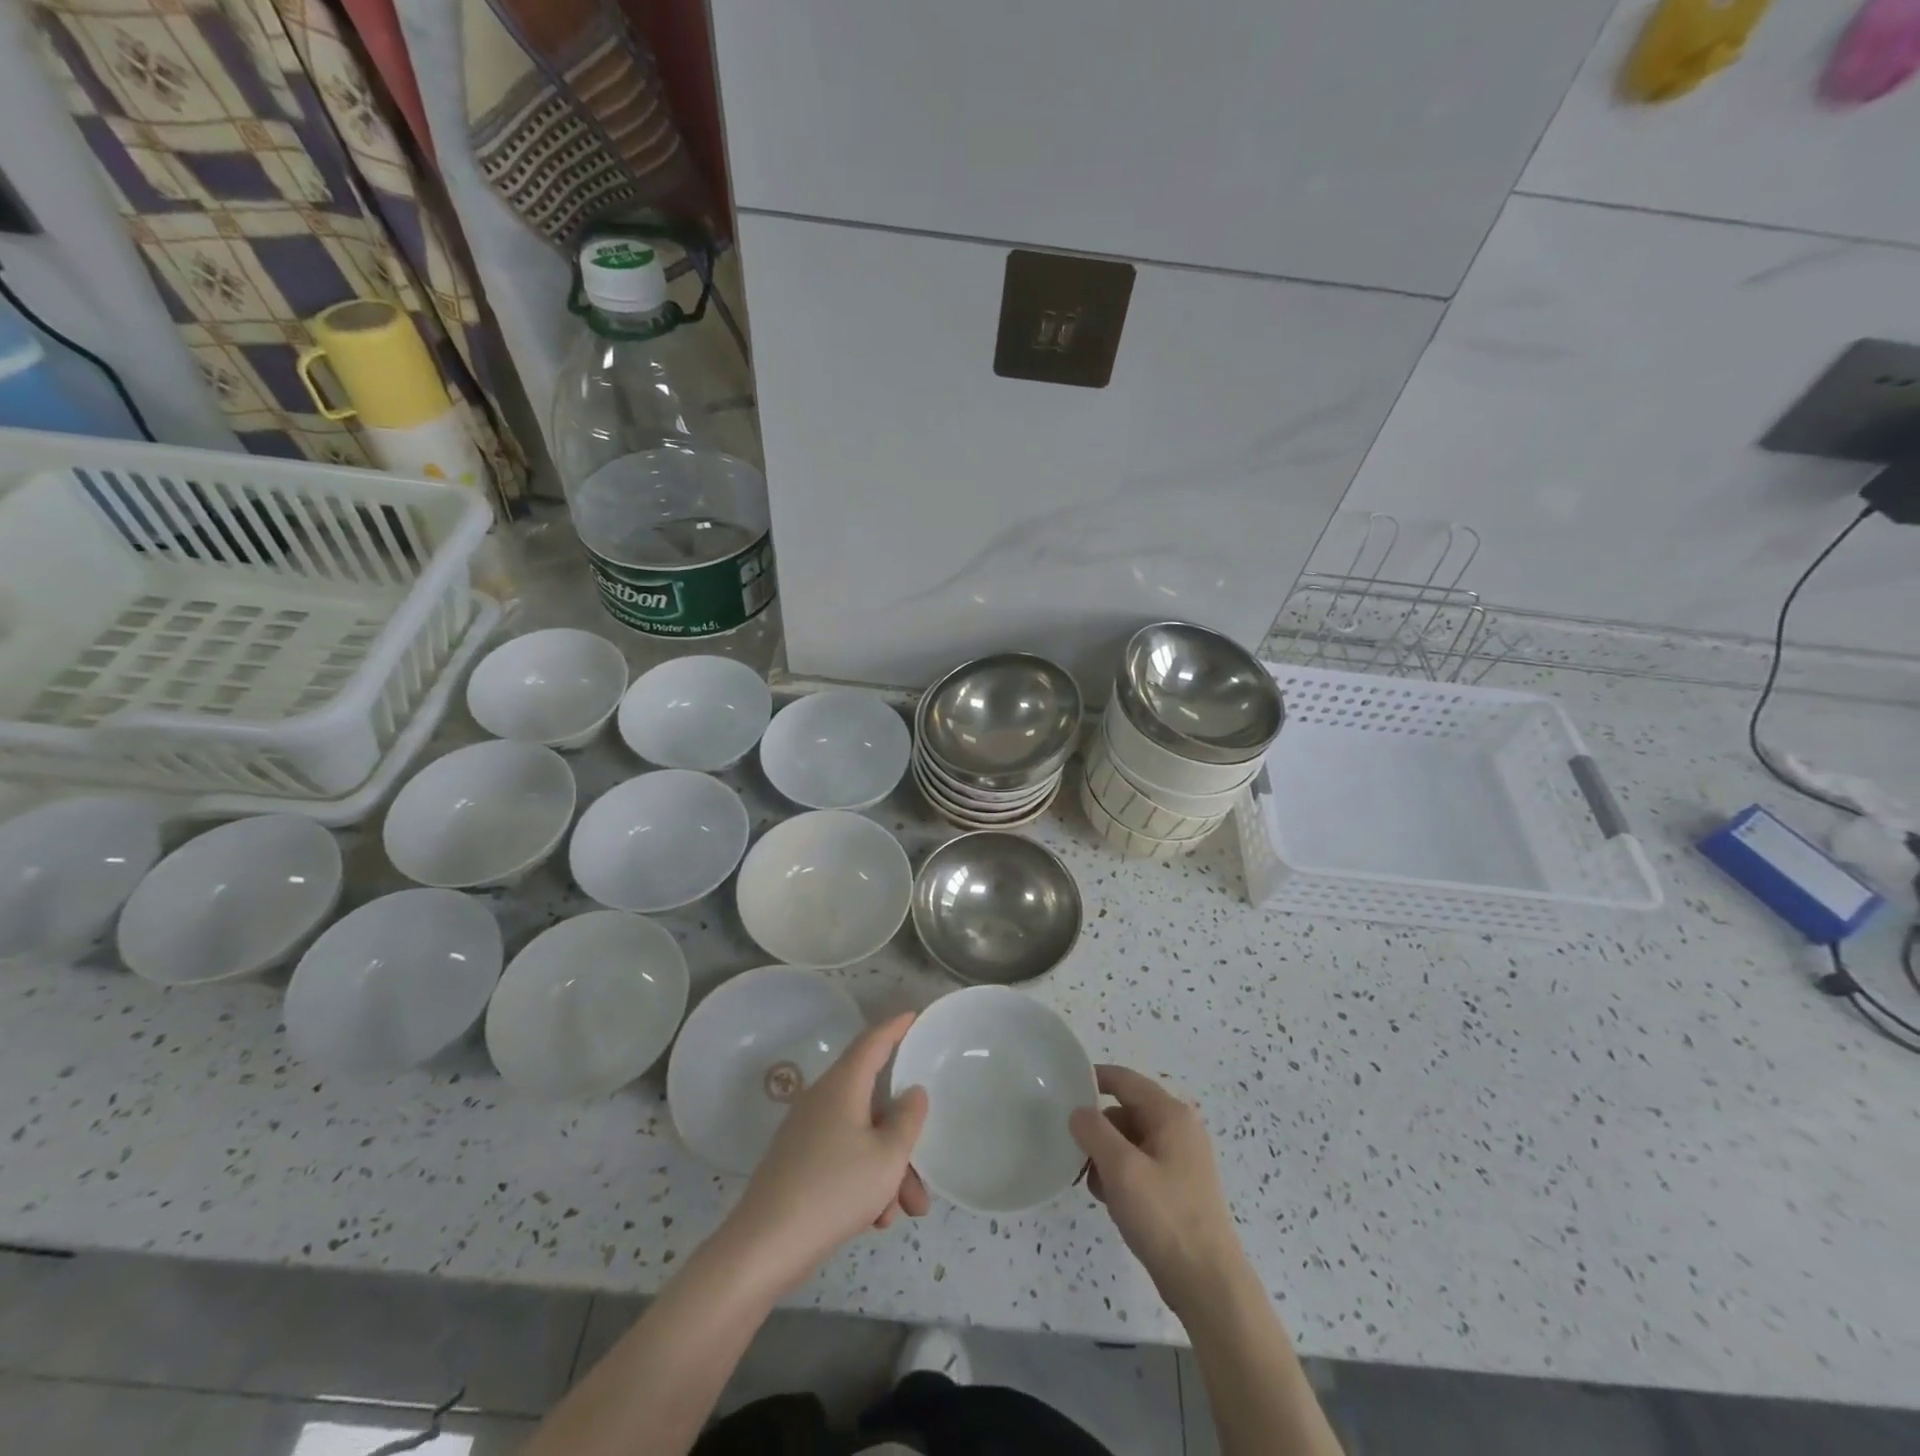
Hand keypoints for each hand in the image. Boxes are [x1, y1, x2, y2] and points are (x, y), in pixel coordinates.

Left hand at [720, 1013, 929, 1296]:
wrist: (765, 1246)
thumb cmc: (834, 1190)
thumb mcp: (887, 1157)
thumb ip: (908, 1119)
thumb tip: (912, 1092)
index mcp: (843, 1085)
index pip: (873, 1041)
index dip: (896, 1027)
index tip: (914, 1016)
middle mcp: (823, 1099)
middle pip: (874, 1101)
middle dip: (904, 1135)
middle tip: (926, 1167)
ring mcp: (808, 1131)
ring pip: (862, 1136)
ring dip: (888, 1168)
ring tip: (905, 1212)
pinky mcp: (799, 1162)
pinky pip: (843, 1157)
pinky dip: (865, 1180)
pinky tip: (875, 1220)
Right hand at [1070, 1065, 1247, 1314]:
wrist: (1207, 1283)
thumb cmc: (1164, 1216)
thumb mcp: (1121, 1168)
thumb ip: (1093, 1131)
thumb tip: (1078, 1112)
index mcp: (1170, 1114)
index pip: (1124, 1080)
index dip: (1093, 1079)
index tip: (1062, 1089)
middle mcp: (1179, 1129)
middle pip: (1125, 1111)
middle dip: (1098, 1129)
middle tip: (1073, 1151)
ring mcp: (1180, 1160)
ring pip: (1130, 1141)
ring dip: (1106, 1156)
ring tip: (1092, 1183)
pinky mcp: (1177, 1188)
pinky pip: (1139, 1166)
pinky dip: (1120, 1175)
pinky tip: (1109, 1199)